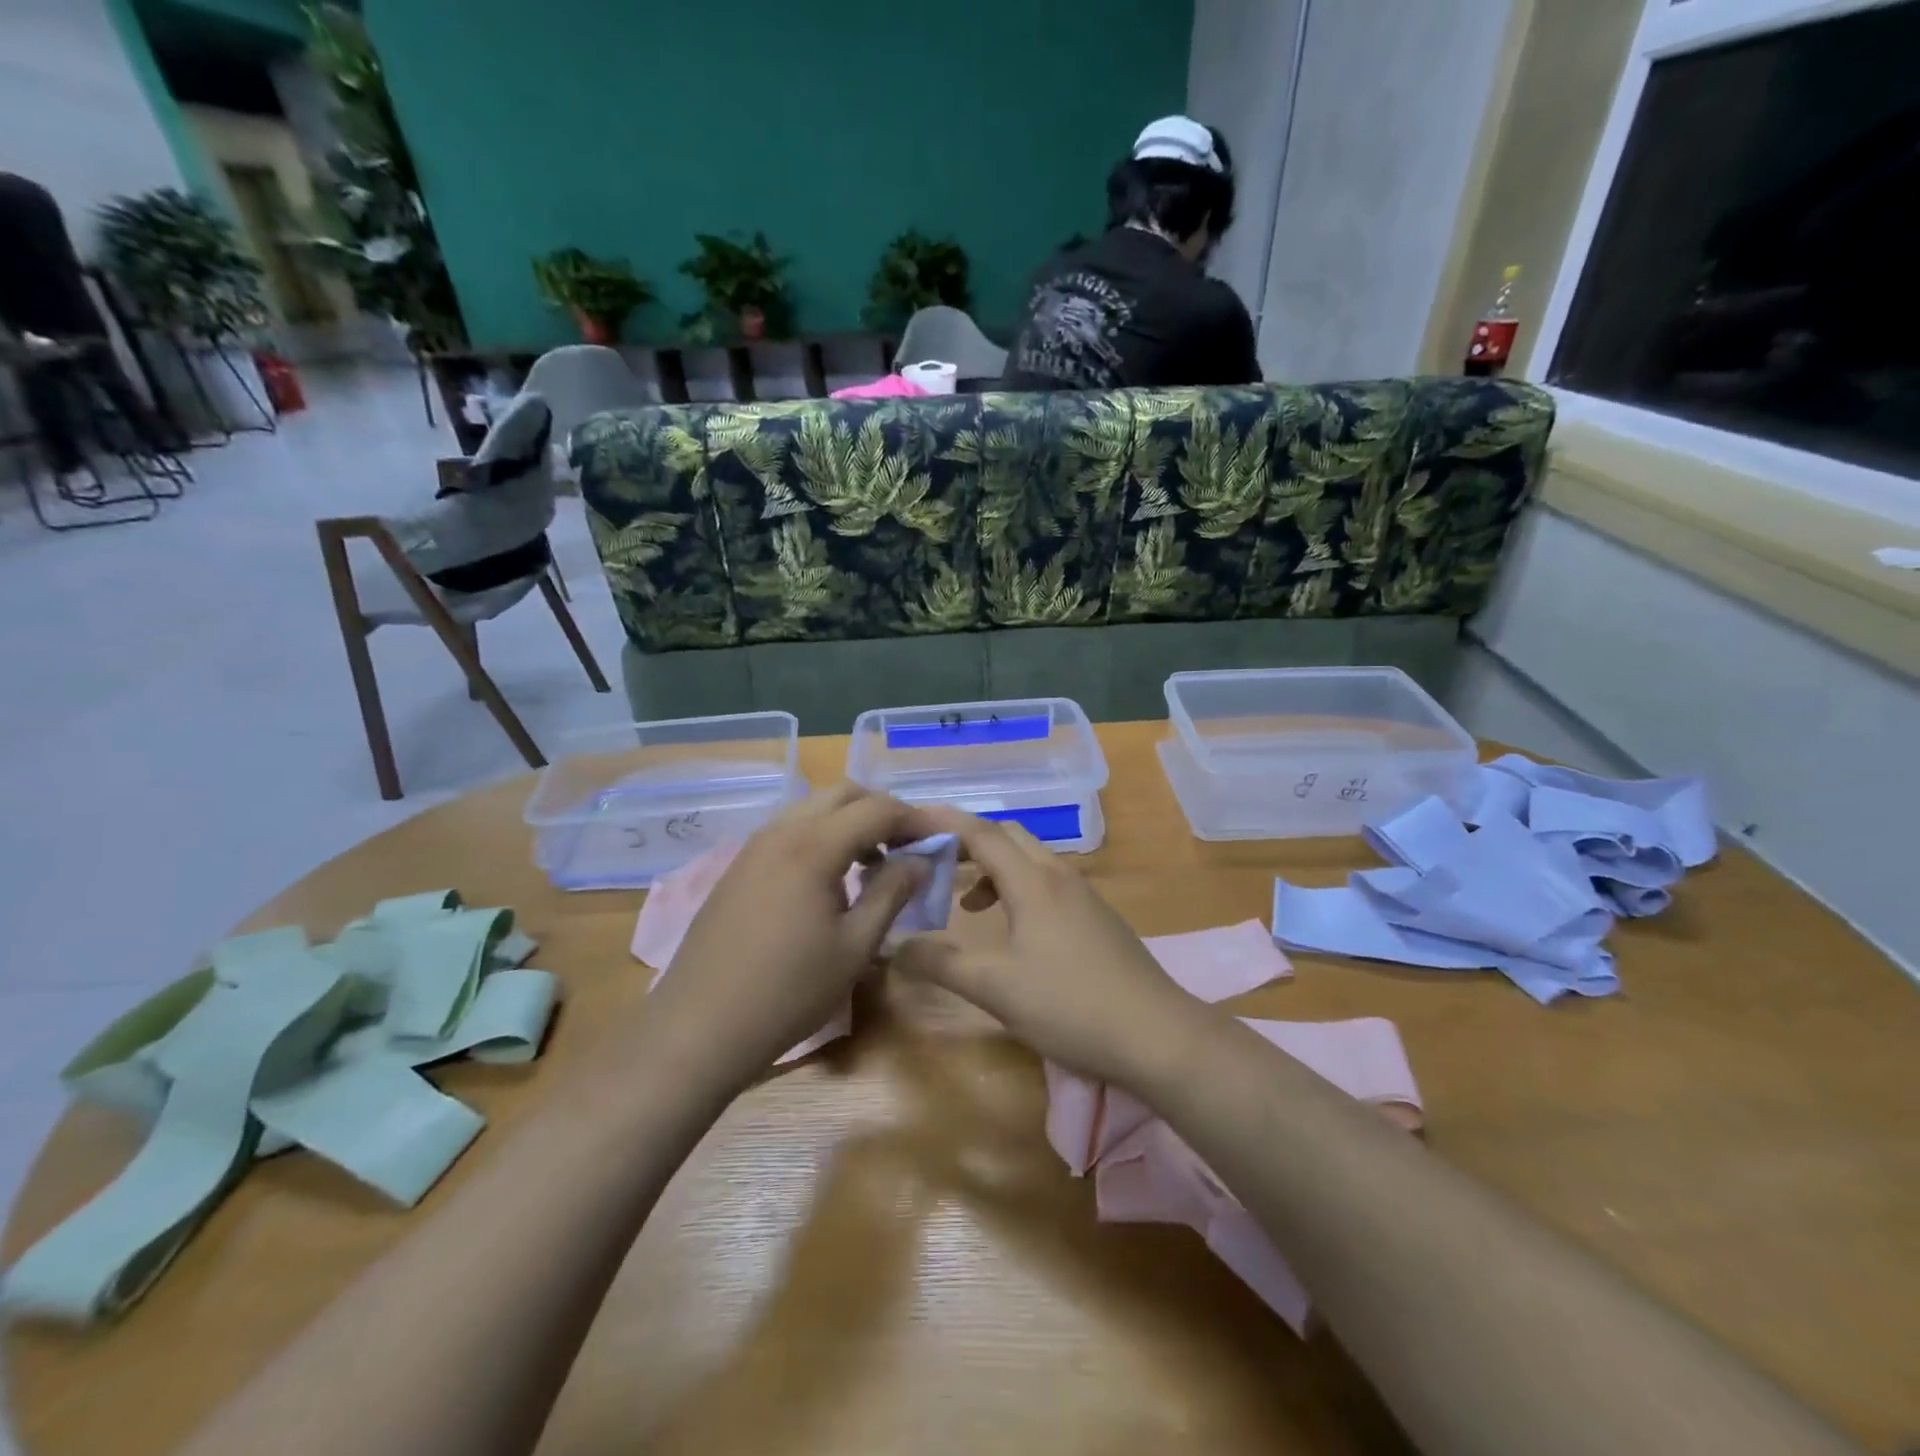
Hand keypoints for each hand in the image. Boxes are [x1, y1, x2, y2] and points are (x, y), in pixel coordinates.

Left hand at [646, 784, 936, 1084]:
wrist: (699, 1026)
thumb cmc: (788, 991)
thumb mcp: (855, 947)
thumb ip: (891, 893)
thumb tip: (920, 860)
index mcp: (814, 846)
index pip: (877, 808)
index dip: (914, 819)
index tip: (938, 841)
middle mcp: (782, 831)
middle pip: (843, 794)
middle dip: (881, 811)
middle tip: (906, 848)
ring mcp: (754, 846)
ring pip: (813, 808)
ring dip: (849, 821)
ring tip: (871, 864)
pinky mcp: (738, 866)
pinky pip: (790, 830)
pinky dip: (821, 836)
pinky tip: (829, 879)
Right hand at [894, 810, 1203, 1087]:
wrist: (1157, 1034)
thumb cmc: (1069, 1004)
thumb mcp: (996, 988)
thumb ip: (942, 964)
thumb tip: (894, 947)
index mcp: (1033, 881)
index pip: (981, 834)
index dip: (942, 822)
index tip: (909, 820)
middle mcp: (1059, 876)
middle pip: (1009, 838)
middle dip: (968, 843)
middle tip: (933, 863)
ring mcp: (1084, 896)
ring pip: (1031, 862)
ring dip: (994, 870)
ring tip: (968, 906)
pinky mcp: (1098, 918)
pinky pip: (1048, 884)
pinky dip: (1018, 890)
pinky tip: (1014, 931)